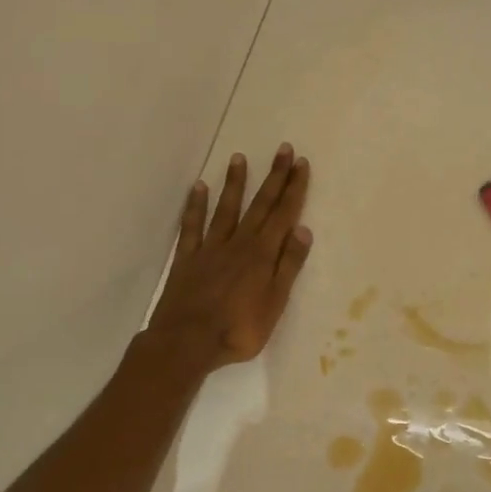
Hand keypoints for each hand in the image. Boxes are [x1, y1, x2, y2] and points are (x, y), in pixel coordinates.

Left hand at [146, 145, 312, 369]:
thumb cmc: (239, 329)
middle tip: (283, 149)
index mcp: (263, 254)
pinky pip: (192, 226)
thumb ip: (289, 265)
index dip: (294, 188)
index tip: (301, 163)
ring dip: (235, 183)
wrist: (187, 342)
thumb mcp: (275, 303)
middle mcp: (239, 243)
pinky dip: (195, 206)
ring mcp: (210, 248)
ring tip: (239, 157)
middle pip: (260, 204)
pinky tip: (198, 187)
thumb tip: (303, 229)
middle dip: (274, 176)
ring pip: (226, 208)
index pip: (284, 214)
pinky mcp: (187, 258)